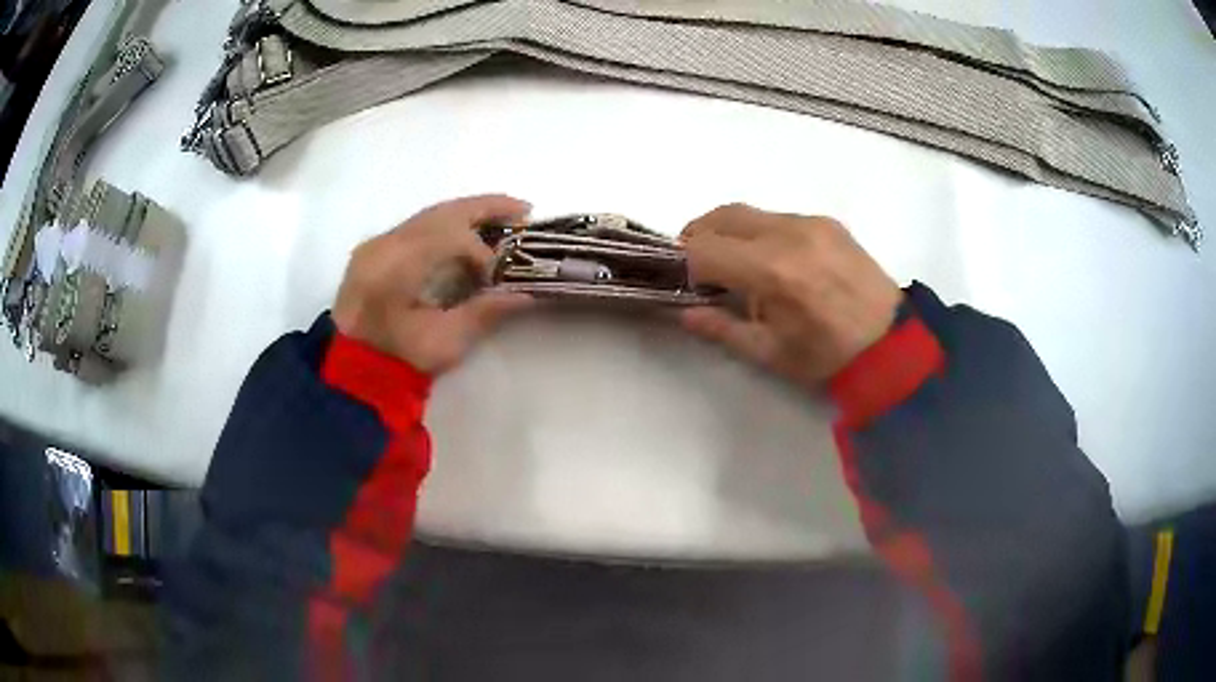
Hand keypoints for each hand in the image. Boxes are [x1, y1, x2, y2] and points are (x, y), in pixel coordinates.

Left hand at [333, 194, 533, 373]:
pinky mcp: (375, 250)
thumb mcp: (444, 343)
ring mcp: (377, 244)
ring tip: (505, 215)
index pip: (448, 235)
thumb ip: (484, 313)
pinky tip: (469, 231)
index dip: (482, 250)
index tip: (501, 275)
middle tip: (524, 209)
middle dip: (485, 208)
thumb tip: (526, 294)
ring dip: (468, 213)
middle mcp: (384, 244)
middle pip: (441, 212)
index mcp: (396, 266)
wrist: (352, 371)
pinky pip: (417, 225)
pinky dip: (447, 224)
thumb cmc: (399, 360)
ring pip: (429, 214)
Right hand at [679, 204, 902, 386]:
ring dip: (730, 232)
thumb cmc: (829, 356)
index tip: (691, 285)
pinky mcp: (828, 222)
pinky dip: (760, 232)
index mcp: (771, 270)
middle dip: (699, 236)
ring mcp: (811, 222)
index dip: (687, 265)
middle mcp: (788, 232)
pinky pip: (779, 216)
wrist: (893, 343)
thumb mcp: (771, 353)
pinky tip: (773, 260)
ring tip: (736, 263)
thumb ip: (722, 328)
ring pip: (750, 212)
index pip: (703, 248)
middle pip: (721, 216)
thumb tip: (684, 312)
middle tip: (698, 266)